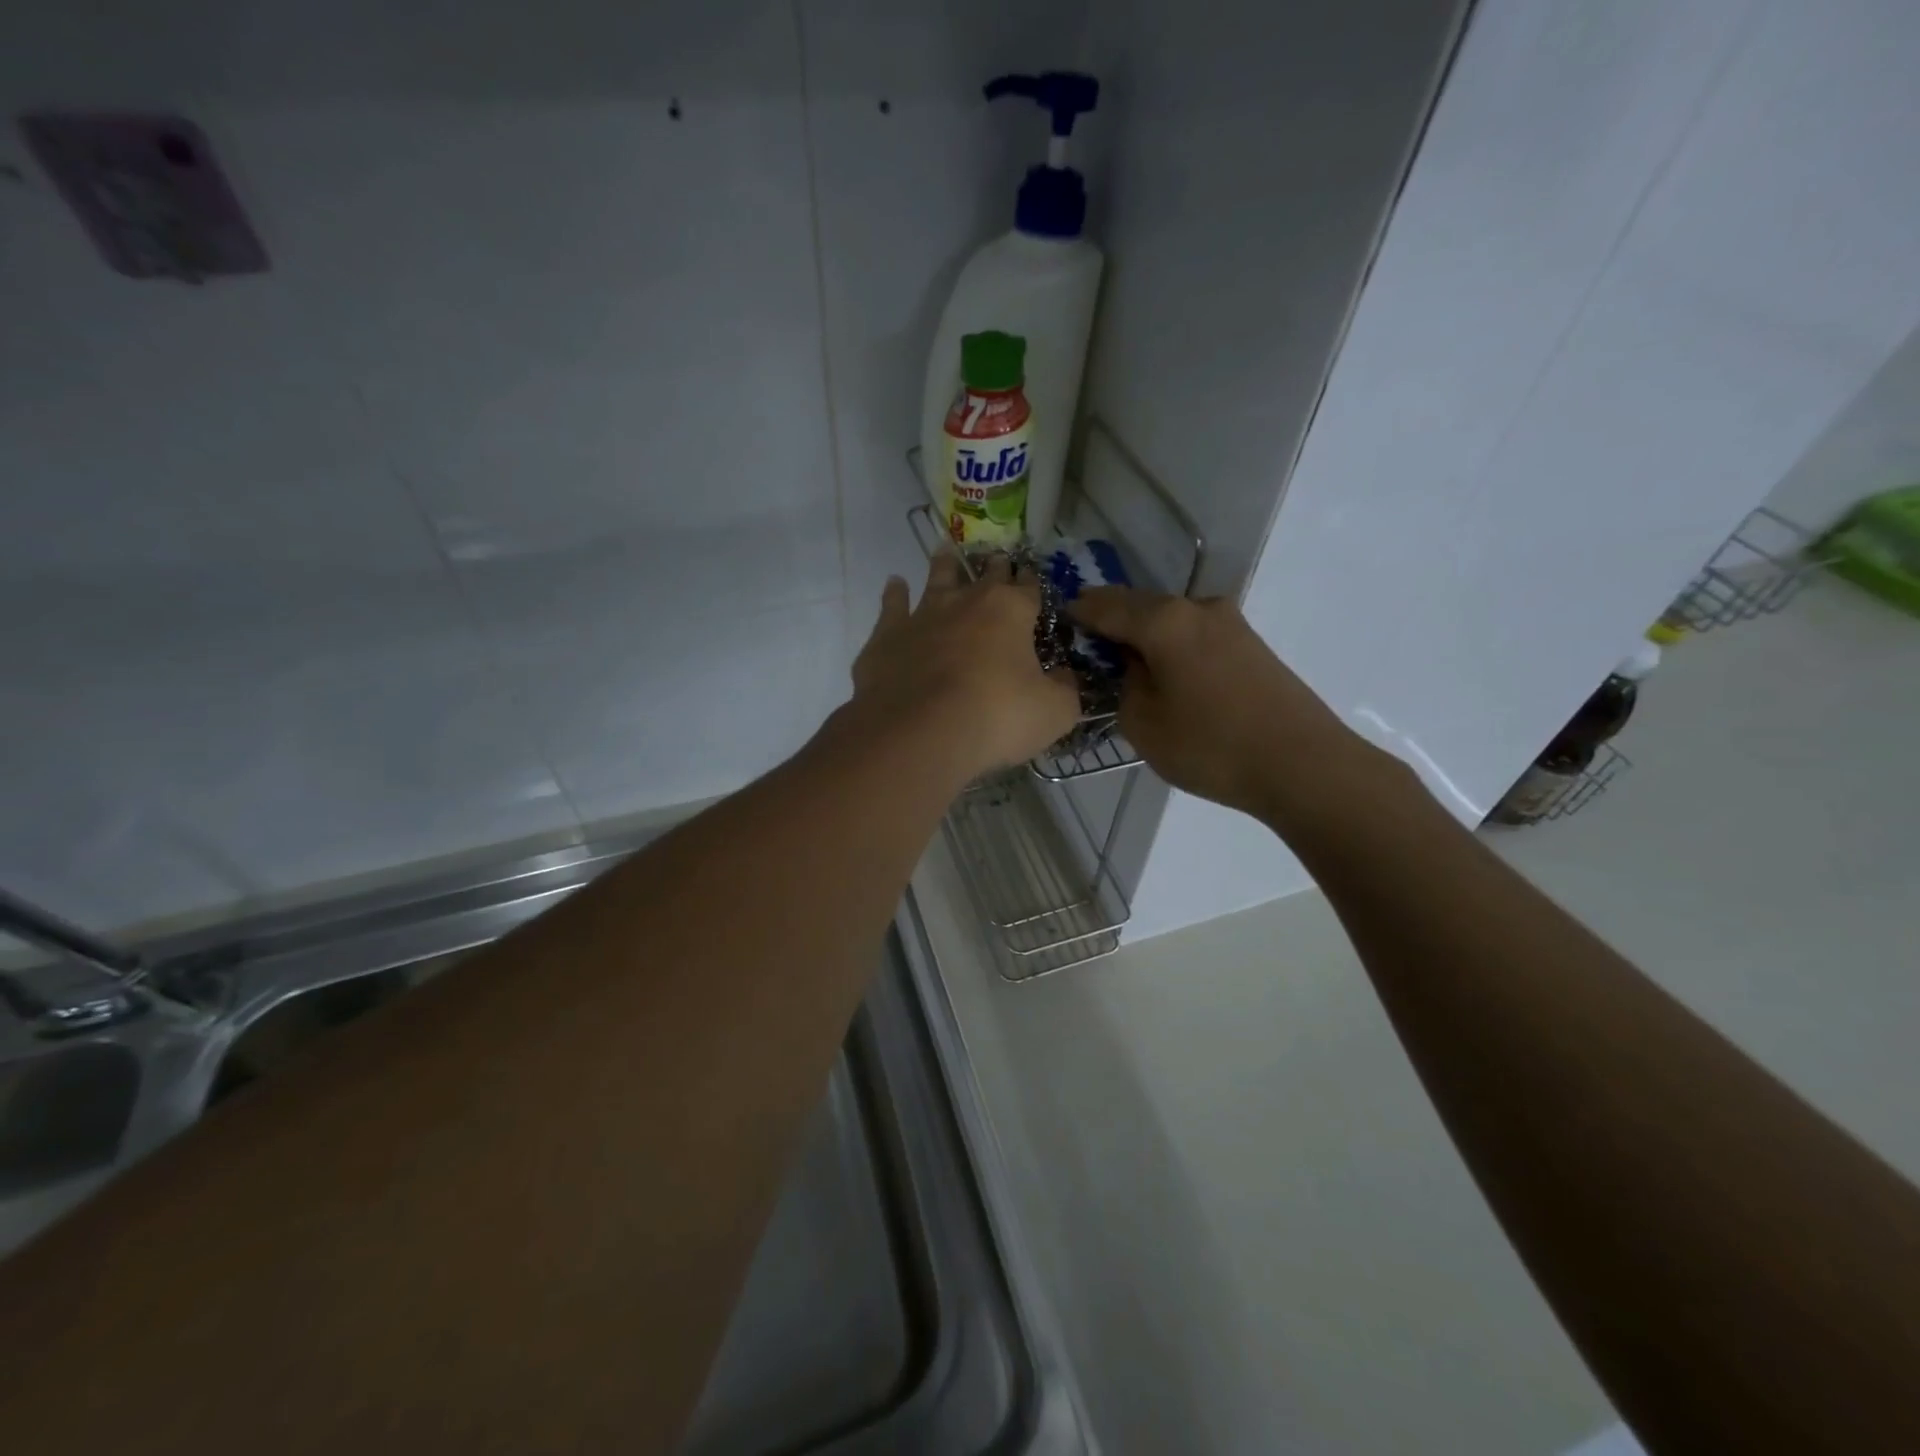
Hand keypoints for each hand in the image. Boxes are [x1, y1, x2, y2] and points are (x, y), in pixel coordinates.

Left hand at [851, 553, 1080, 782]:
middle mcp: (966, 601)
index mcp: (1010, 611)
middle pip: (985, 576)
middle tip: (997, 559)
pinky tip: (895, 584)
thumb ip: (1065, 689)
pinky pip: (892, 605)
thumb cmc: (995, 719)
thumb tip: (1065, 677)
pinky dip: (895, 593)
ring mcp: (923, 615)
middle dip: (995, 568)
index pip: (1028, 589)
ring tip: (945, 552)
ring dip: (944, 565)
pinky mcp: (888, 636)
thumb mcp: (1053, 713)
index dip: (1032, 584)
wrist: (918, 733)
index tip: (1032, 579)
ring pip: (937, 579)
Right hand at [1070, 588, 1364, 824]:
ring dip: (1144, 637)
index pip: (1105, 605)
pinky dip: (1171, 648)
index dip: (1077, 612)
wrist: (1303, 765)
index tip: (1057, 622)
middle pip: (1140, 607)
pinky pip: (1194, 637)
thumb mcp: (1143, 724)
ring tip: (1125, 666)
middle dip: (1111, 622)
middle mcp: (1198, 608)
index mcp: (1164, 621)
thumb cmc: (1212, 745)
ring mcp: (1230, 624)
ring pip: (1170, 622)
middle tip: (1087, 648)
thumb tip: (1132, 667)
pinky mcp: (1250, 645)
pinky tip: (1166, 674)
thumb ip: (1124, 686)